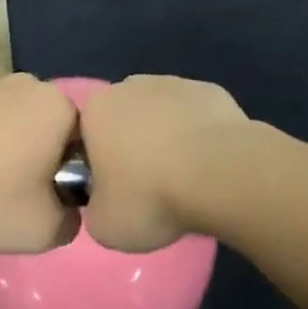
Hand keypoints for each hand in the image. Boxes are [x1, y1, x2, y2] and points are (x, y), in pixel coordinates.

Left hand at [0, 74, 78, 251]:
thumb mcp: (45, 231)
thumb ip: (70, 219)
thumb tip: (66, 210)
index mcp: (58, 106)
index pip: (79, 136)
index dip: (67, 167)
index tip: (48, 194)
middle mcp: (26, 82)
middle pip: (41, 119)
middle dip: (35, 146)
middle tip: (15, 187)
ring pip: (4, 112)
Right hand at [77, 75, 253, 251]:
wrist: (220, 174)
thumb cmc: (151, 196)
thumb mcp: (104, 226)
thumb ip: (95, 208)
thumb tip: (105, 202)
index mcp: (96, 110)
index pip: (86, 136)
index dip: (99, 166)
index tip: (116, 193)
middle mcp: (130, 86)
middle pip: (125, 119)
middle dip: (133, 146)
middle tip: (149, 187)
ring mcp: (174, 83)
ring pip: (162, 114)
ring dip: (167, 139)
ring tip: (184, 179)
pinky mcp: (210, 91)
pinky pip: (195, 116)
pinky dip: (199, 136)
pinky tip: (210, 164)